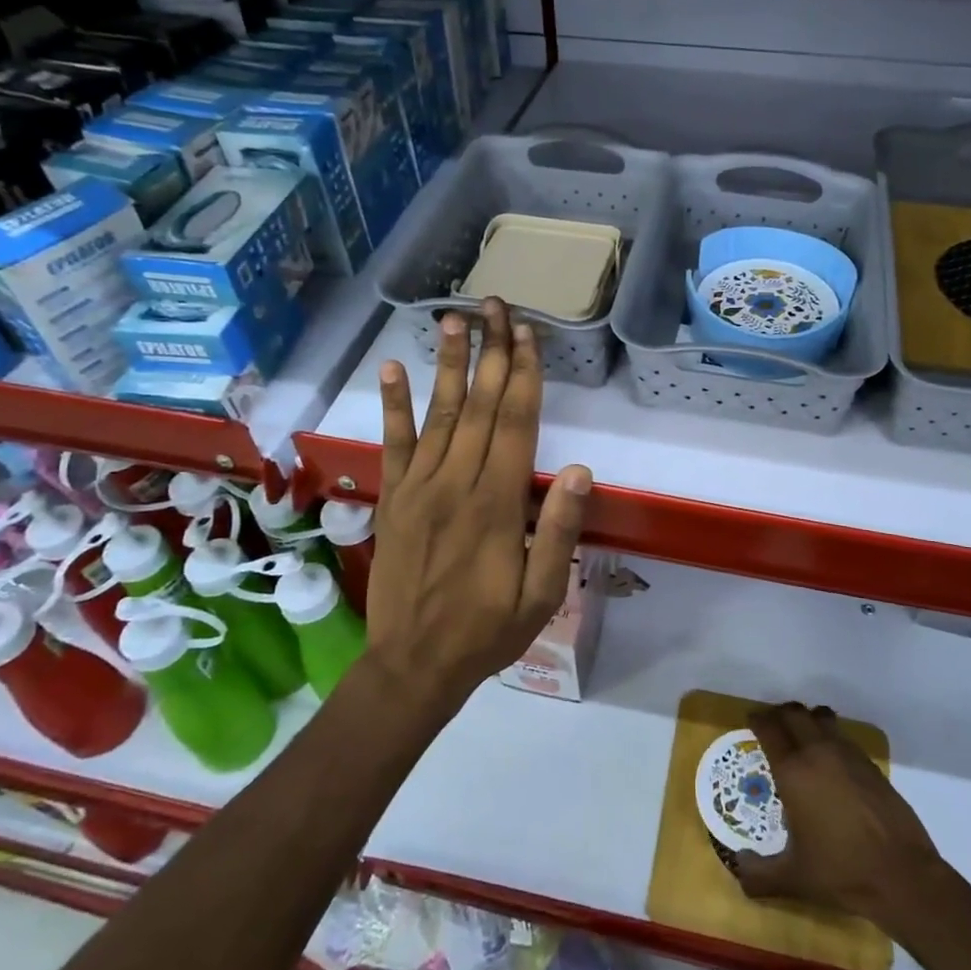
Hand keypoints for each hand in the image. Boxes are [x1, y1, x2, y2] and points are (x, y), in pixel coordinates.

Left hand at [365, 298, 592, 715]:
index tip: (527, 334)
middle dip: (491, 352)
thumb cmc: (487, 631)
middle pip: (479, 405)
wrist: (413, 664)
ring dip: (447, 364)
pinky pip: (393, 444)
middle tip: (494, 305)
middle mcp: (456, 483)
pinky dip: (394, 406)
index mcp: (497, 504)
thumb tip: (578, 470)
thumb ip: (558, 531)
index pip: (515, 423)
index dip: (524, 375)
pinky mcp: (393, 498)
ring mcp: (419, 487)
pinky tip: (394, 370)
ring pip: (438, 414)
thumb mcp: (541, 595)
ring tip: (452, 320)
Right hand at [735, 702, 945, 931]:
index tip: (752, 721)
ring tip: (802, 733)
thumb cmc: (841, 872)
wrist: (901, 875)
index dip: (758, 721)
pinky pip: (843, 736)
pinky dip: (831, 736)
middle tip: (773, 724)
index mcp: (793, 772)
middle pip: (795, 714)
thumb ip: (759, 875)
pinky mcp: (870, 765)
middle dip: (780, 714)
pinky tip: (831, 758)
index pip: (770, 729)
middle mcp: (818, 753)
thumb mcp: (794, 879)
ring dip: (808, 718)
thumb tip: (739, 866)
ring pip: (822, 718)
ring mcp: (848, 755)